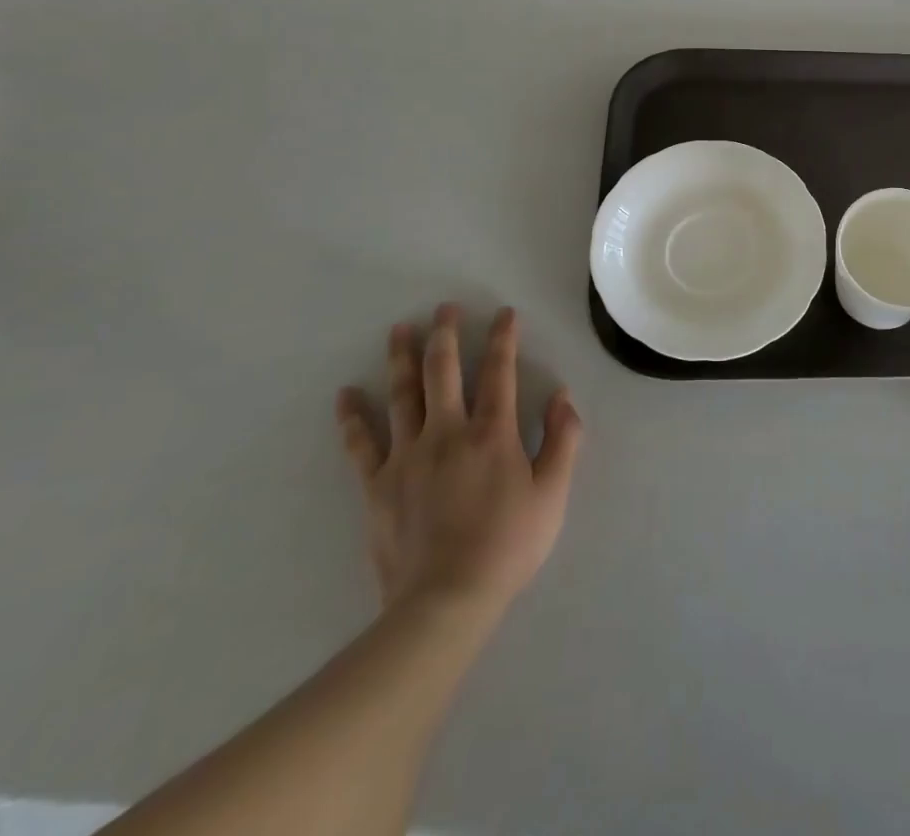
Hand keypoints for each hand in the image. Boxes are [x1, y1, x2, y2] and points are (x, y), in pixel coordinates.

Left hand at [335, 304, 582, 628]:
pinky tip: (346, 395)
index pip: (499, 372)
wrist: (446, 601)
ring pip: (402, 395)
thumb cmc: (508, 544)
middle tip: (444, 308)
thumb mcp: (552, 493)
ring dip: (401, 358)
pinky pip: (361, 444)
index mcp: (492, 433)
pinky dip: (353, 418)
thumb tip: (562, 396)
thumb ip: (563, 439)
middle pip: (442, 371)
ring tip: (399, 328)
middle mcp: (447, 432)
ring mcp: (407, 456)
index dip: (503, 338)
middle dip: (446, 334)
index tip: (504, 313)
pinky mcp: (378, 485)